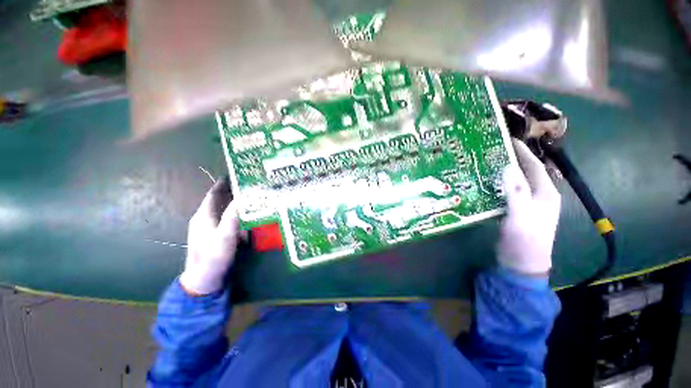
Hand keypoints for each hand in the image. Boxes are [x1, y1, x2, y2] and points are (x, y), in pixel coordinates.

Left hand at [179, 177, 240, 295]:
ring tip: (247, 197)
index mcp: (204, 215)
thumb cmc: (214, 256)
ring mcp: (208, 228)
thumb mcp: (225, 235)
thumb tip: (242, 197)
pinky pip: (224, 219)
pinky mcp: (213, 236)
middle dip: (230, 191)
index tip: (233, 174)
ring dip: (232, 202)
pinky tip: (243, 216)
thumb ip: (233, 216)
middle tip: (246, 184)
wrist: (204, 279)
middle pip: (217, 200)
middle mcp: (204, 219)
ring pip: (221, 210)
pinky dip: (233, 214)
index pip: (213, 194)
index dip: (222, 184)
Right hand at [497, 139, 560, 275]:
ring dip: (503, 172)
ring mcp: (526, 204)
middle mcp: (538, 195)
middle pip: (525, 172)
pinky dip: (497, 185)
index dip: (523, 152)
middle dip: (511, 159)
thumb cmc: (525, 239)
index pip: (535, 166)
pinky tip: (484, 183)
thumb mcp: (521, 215)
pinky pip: (506, 193)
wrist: (522, 263)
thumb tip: (508, 167)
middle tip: (492, 150)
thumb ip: (516, 192)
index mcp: (545, 193)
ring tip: (485, 163)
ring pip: (514, 182)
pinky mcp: (515, 211)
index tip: (508, 140)